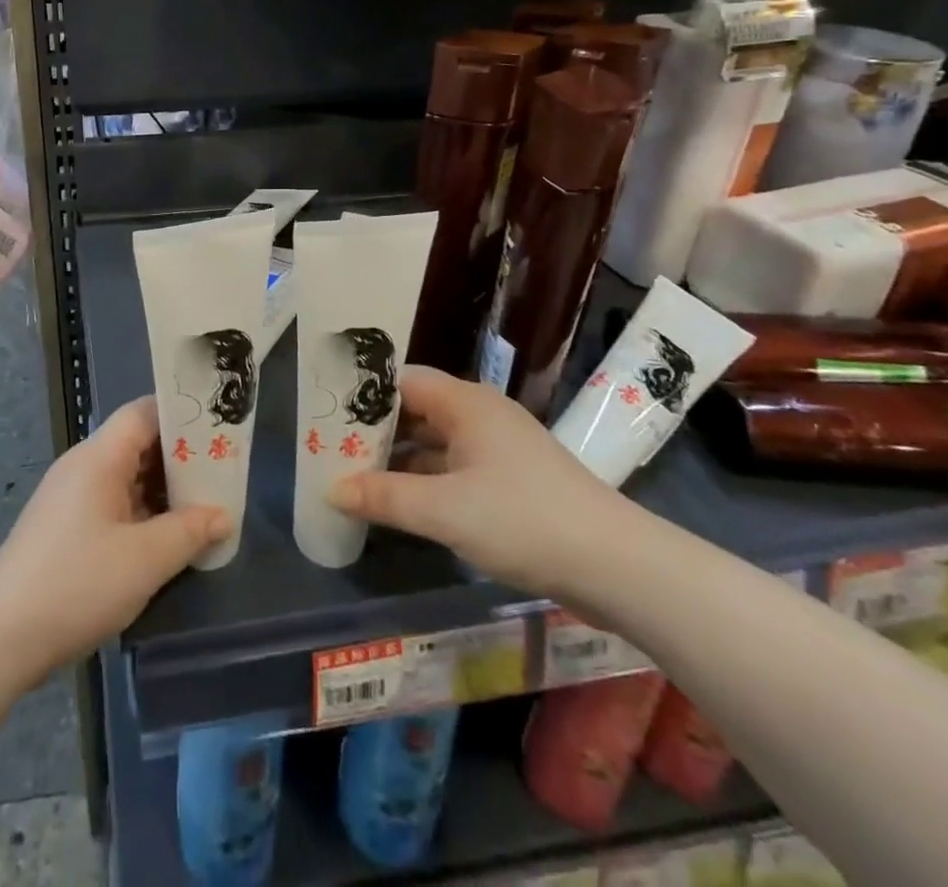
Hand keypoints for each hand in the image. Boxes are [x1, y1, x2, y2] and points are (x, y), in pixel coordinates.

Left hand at [0, 397, 228, 683]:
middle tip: (221, 475)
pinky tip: (166, 539)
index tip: (218, 431)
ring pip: (126, 477)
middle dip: (179, 459)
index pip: (144, 413)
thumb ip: (189, 532)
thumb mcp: (145, 559)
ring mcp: (71, 498)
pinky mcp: (65, 528)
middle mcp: (83, 467)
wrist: (0, 637)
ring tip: (204, 507)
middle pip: (137, 443)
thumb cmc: (77, 584)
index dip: (182, 417)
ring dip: (162, 491)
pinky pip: (112, 504)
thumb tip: (223, 515)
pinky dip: (142, 513)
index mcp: (99, 457)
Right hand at [330, 366, 628, 596]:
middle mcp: (481, 416)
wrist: (618, 567)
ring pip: (436, 443)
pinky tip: (402, 503)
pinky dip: (427, 481)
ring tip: (357, 477)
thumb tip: (331, 489)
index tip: (329, 416)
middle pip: (417, 410)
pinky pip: (455, 469)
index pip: (403, 381)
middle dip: (377, 431)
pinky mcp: (512, 482)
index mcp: (466, 403)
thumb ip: (384, 496)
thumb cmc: (523, 519)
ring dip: (401, 459)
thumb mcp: (444, 509)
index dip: (365, 395)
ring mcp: (500, 450)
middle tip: (334, 449)